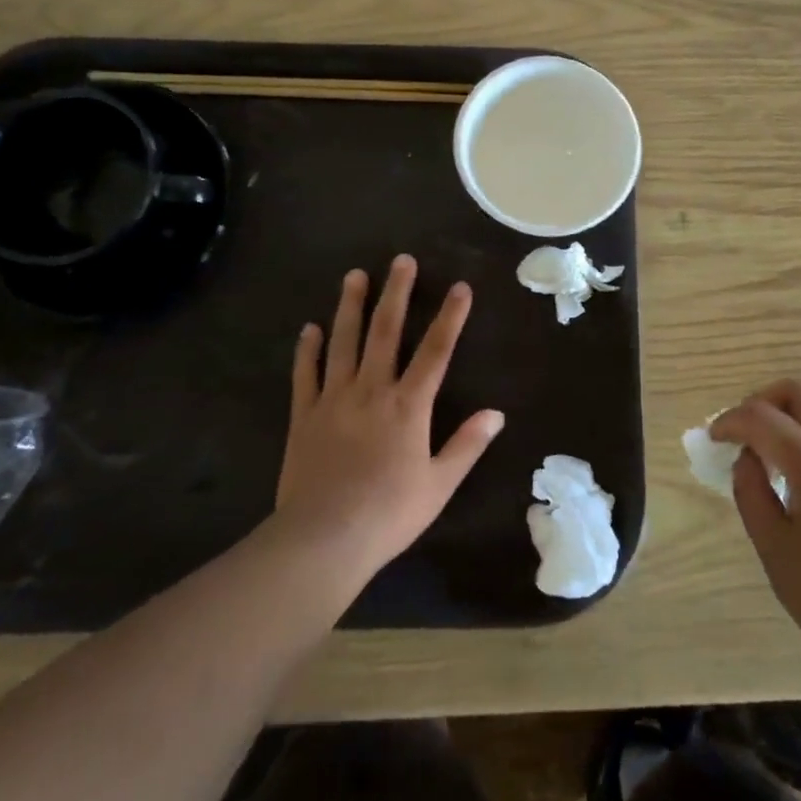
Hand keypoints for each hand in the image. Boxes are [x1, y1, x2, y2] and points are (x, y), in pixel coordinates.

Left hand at [275, 255, 504, 574]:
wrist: (323, 540)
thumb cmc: (388, 514)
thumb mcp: (439, 485)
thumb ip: (467, 445)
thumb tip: (496, 414)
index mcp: (408, 406)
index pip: (436, 351)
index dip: (450, 317)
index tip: (460, 287)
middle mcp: (372, 390)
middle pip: (386, 332)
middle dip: (396, 293)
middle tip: (401, 260)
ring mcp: (334, 399)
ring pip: (344, 342)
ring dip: (350, 307)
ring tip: (355, 276)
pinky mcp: (304, 415)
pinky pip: (305, 374)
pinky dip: (307, 350)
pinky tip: (309, 328)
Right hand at [713, 380, 800, 674]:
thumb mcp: (772, 546)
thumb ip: (750, 489)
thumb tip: (747, 457)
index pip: (762, 417)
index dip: (730, 421)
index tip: (712, 438)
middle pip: (798, 392)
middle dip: (761, 402)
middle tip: (740, 433)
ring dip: (784, 418)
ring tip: (762, 455)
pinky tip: (791, 472)